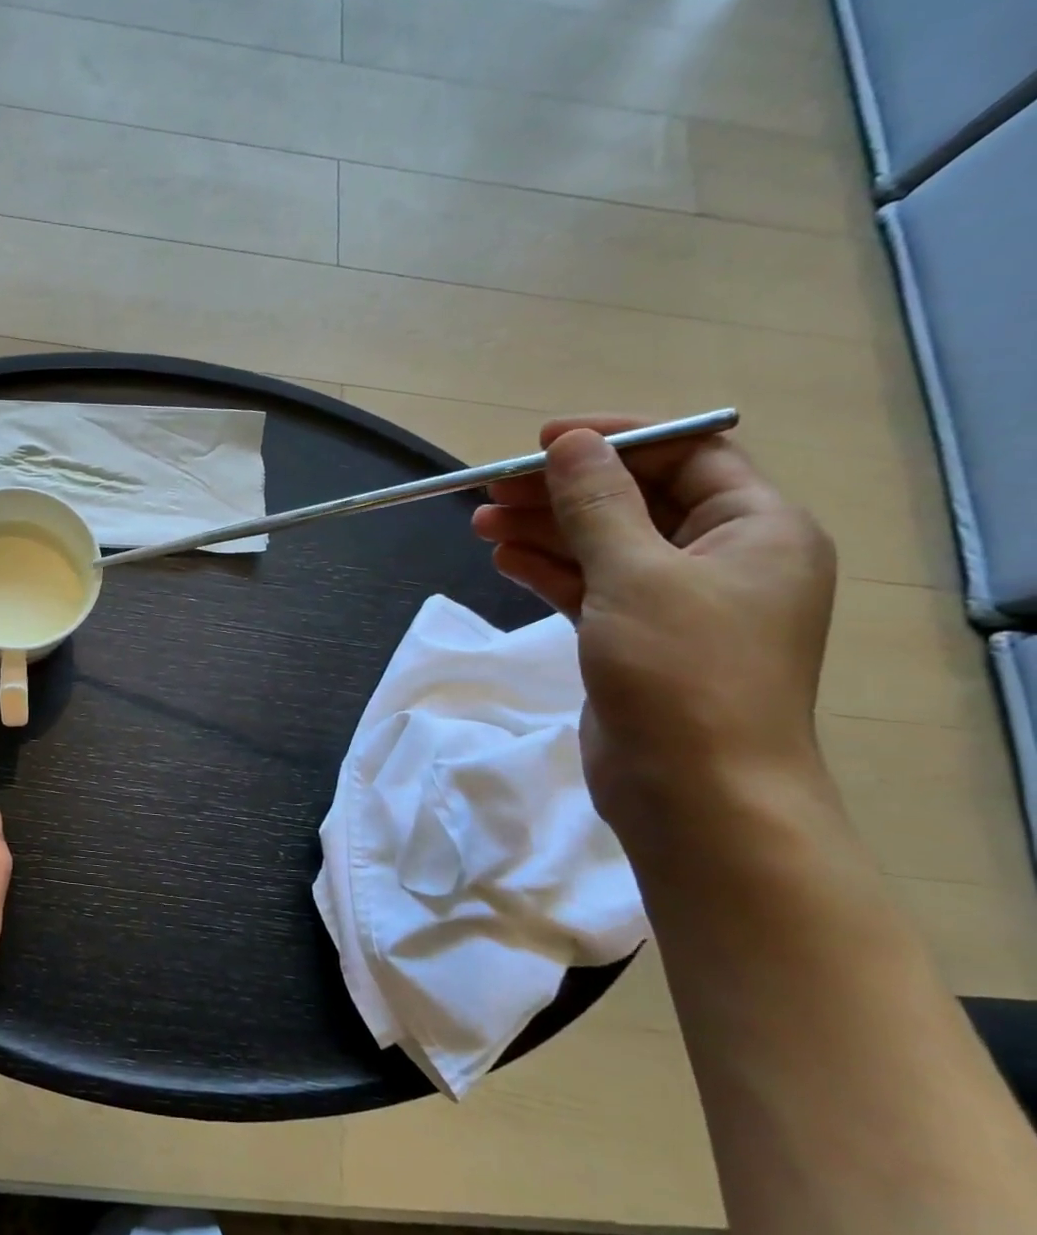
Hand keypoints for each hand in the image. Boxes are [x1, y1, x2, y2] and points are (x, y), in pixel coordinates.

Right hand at [471, 416, 836, 826]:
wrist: (694, 792)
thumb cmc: (681, 671)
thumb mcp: (635, 575)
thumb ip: (597, 504)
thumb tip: (571, 442)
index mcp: (756, 530)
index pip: (687, 456)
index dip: (615, 441)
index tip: (543, 442)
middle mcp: (722, 559)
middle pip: (634, 501)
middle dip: (562, 492)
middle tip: (491, 489)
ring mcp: (676, 603)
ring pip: (602, 546)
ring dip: (544, 531)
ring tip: (479, 524)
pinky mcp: (634, 639)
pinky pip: (589, 588)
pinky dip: (548, 572)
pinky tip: (503, 561)